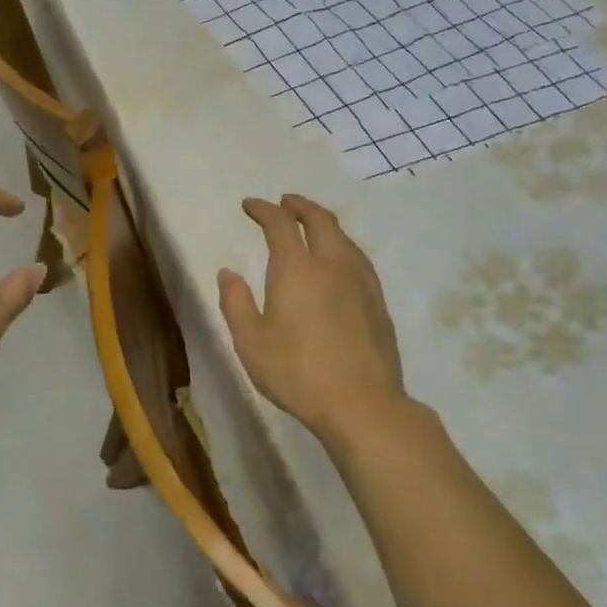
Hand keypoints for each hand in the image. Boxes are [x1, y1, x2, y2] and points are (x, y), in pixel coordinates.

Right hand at [218, 194, 407, 443]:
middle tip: (285, 202)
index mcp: (297, 268)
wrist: (362, 404)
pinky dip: (341, 246)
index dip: (263, 209)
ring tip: (310, 227)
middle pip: (319, 220)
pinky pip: (357, 258)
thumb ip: (235, 303)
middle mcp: (332, 264)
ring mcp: (361, 281)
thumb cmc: (297, 373)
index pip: (280, 224)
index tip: (249, 205)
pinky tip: (337, 262)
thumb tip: (228, 273)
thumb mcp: (251, 342)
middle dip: (299, 205)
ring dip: (323, 223)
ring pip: (343, 237)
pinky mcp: (378, 301)